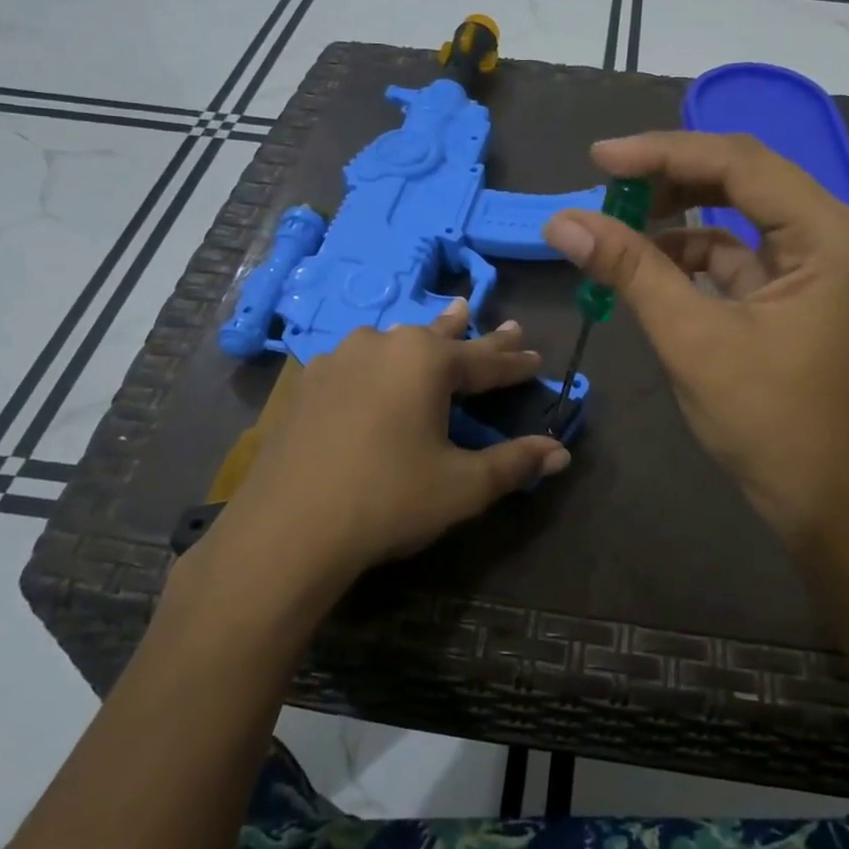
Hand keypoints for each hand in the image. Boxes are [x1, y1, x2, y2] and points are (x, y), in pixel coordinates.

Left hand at [196, 301, 569, 596]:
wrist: (287, 528)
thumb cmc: (388, 500)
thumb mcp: (462, 486)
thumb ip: (514, 464)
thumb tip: (561, 453)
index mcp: (426, 361)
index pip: (485, 361)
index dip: (515, 364)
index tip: (536, 358)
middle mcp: (383, 345)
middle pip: (443, 339)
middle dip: (477, 336)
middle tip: (506, 325)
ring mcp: (339, 359)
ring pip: (397, 342)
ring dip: (427, 337)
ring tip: (447, 320)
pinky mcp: (308, 382)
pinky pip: (359, 361)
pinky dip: (382, 361)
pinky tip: (377, 365)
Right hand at [543, 132, 848, 542]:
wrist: (816, 496)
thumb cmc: (765, 419)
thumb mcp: (691, 338)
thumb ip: (630, 270)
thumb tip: (562, 221)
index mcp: (829, 234)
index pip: (740, 163)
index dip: (664, 153)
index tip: (599, 160)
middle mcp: (832, 233)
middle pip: (741, 177)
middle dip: (669, 178)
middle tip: (605, 186)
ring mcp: (816, 261)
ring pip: (735, 211)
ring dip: (676, 215)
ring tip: (615, 225)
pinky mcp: (794, 287)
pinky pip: (736, 250)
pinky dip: (689, 253)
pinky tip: (647, 264)